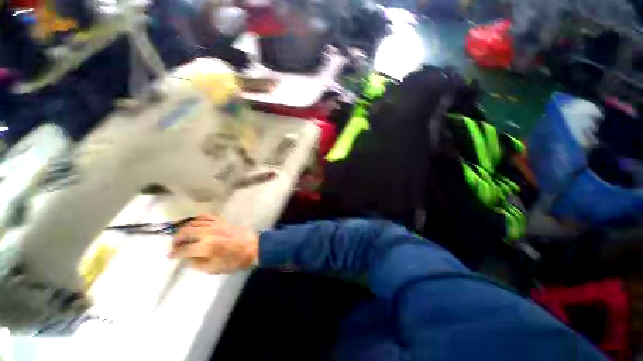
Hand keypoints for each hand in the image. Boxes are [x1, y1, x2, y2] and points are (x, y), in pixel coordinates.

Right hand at [168, 215, 258, 273]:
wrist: (253, 246)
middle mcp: (208, 233)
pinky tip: (194, 223)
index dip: (174, 254)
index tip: (170, 256)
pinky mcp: (222, 221)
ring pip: (193, 222)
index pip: (184, 249)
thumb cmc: (235, 260)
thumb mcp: (214, 268)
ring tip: (180, 235)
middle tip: (173, 245)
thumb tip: (187, 258)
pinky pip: (206, 216)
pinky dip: (197, 219)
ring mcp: (215, 225)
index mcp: (206, 246)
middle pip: (185, 232)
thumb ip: (197, 263)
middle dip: (176, 239)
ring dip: (183, 228)